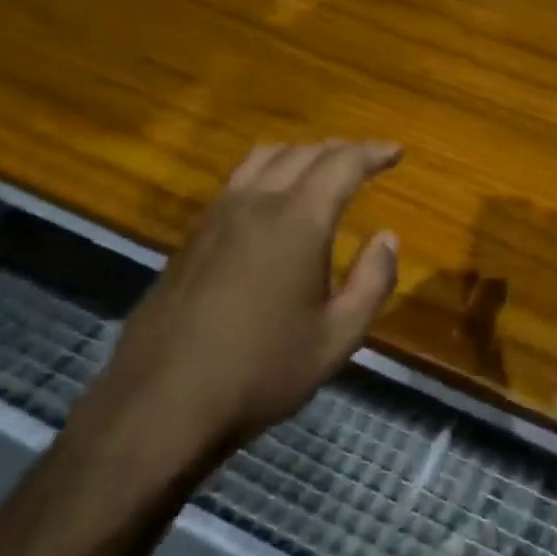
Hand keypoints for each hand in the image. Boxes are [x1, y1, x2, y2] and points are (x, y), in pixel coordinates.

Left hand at [76, 140, 403, 481]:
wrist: (159, 406)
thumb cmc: (262, 371)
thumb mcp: (338, 337)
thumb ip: (373, 281)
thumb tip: (387, 238)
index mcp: (298, 221)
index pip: (342, 164)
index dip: (373, 152)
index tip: (397, 151)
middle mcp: (256, 204)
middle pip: (303, 153)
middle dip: (341, 149)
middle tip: (367, 159)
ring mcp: (217, 217)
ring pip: (264, 158)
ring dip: (301, 153)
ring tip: (322, 167)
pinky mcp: (191, 238)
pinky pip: (237, 181)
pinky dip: (268, 171)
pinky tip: (273, 198)